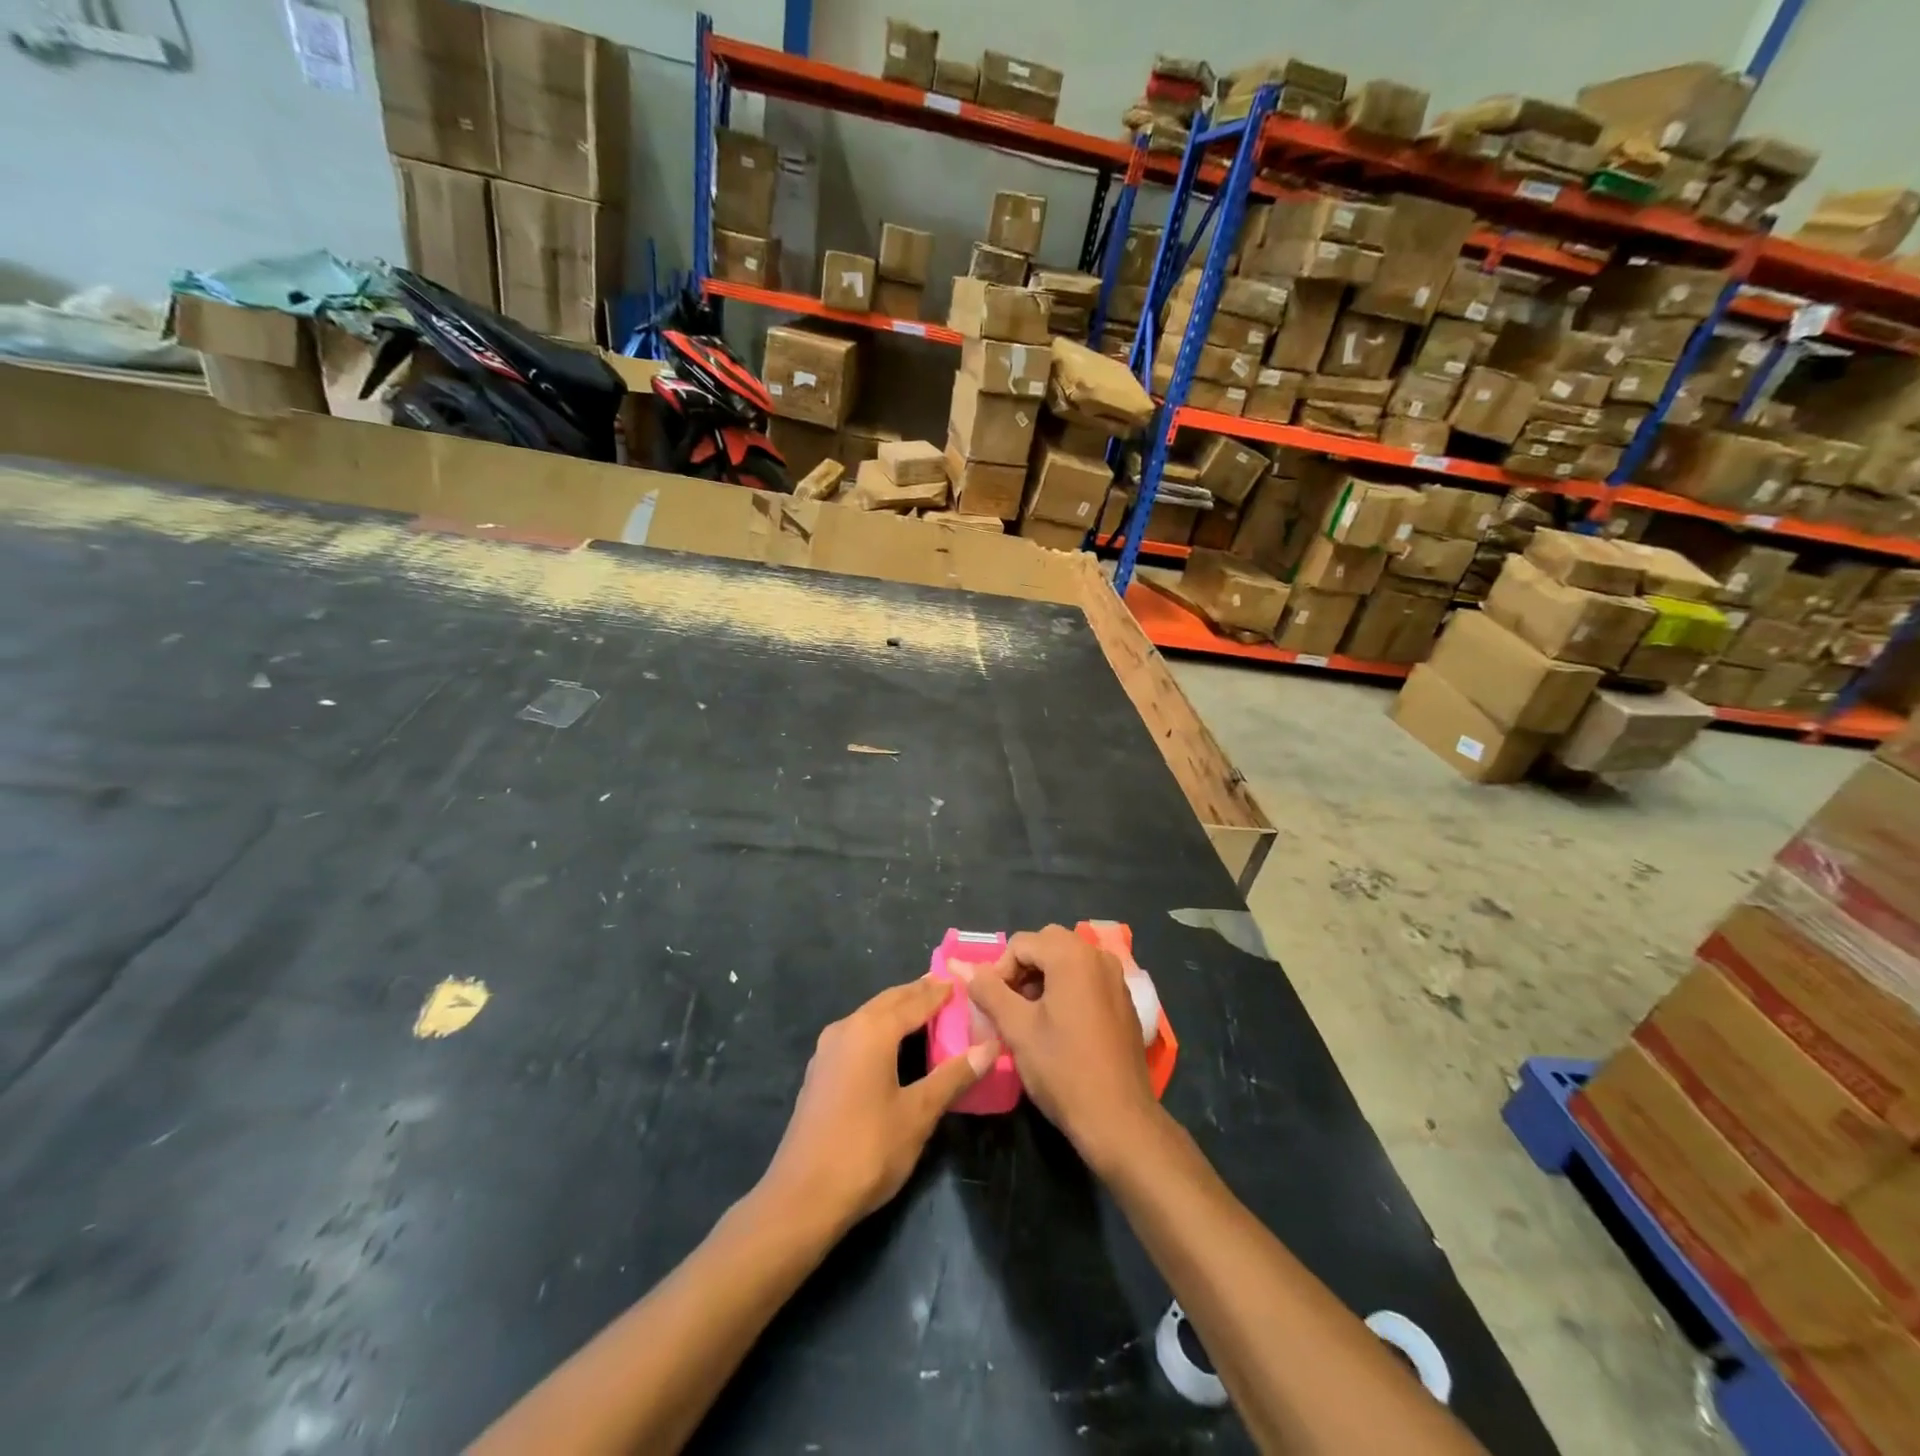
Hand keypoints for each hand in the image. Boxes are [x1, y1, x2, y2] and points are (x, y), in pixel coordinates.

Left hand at [762, 978, 997, 1232]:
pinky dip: (880, 1028)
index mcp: (873, 1030)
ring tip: (925, 1010)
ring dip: (897, 1009)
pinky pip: (857, 1034)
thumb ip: (953, 1076)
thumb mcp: (918, 1114)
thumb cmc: (867, 1149)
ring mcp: (828, 1049)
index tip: (963, 980)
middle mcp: (847, 1028)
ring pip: (870, 1015)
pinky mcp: (820, 1071)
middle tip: (947, 988)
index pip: (915, 1000)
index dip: (940, 991)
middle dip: (918, 993)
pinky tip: (892, 1044)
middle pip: (889, 1001)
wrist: (802, 1196)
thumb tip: (989, 1046)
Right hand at [955, 925, 1165, 1175]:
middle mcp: (1098, 956)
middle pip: (1047, 944)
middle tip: (1010, 1006)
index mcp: (1073, 956)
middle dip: (1022, 969)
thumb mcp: (1017, 1028)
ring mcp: (1116, 978)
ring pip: (1068, 960)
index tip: (992, 1006)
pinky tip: (1059, 1026)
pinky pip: (1087, 978)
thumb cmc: (1063, 1069)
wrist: (1118, 1119)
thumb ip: (988, 990)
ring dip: (1043, 978)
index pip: (1021, 943)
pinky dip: (1066, 988)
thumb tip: (962, 967)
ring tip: (1030, 1018)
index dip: (999, 971)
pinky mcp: (1124, 1000)